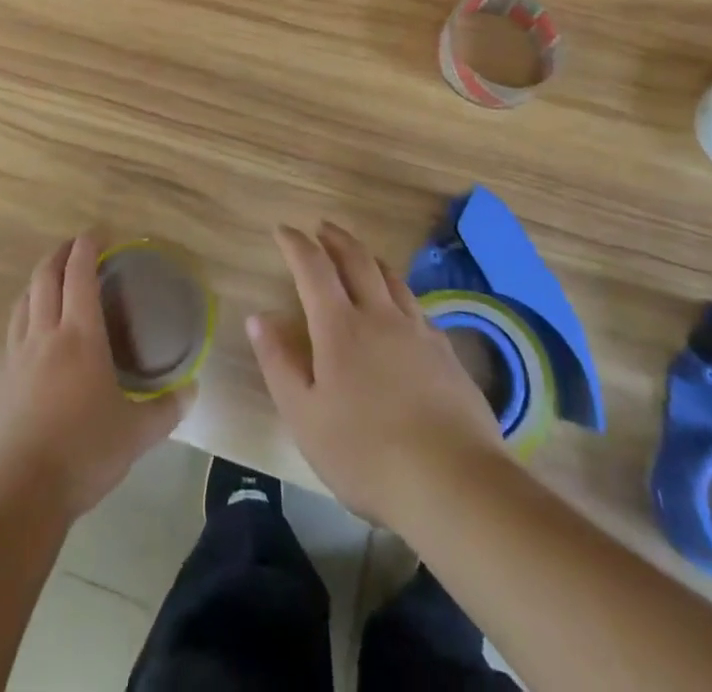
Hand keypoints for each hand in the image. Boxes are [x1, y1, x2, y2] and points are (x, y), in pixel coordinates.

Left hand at [0, 235, 189, 522]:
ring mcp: (15, 356)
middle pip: (45, 277)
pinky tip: (32, 338)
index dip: (87, 247)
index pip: (80, 275)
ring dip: (37, 282)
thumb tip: (192, 390)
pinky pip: (12, 334)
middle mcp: (44, 335)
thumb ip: (166, 409)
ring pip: (23, 301)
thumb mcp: (136, 435)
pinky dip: (24, 318)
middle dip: (59, 254)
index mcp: (80, 336)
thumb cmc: (83, 454)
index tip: (96, 233)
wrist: (16, 494)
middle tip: (74, 247)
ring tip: (50, 282)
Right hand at [248, 222, 505, 527]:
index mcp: (340, 327)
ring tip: (359, 255)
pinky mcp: (447, 354)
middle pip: (357, 260)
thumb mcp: (305, 416)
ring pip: (392, 278)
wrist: (455, 484)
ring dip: (369, 258)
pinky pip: (417, 306)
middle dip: (336, 238)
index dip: (295, 244)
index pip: (313, 268)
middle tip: (321, 228)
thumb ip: (279, 363)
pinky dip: (399, 292)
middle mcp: (380, 316)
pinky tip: (401, 307)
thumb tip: (257, 318)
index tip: (282, 230)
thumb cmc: (366, 454)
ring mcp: (418, 332)